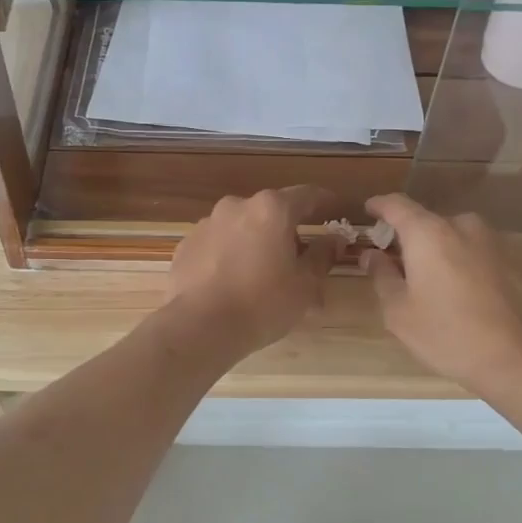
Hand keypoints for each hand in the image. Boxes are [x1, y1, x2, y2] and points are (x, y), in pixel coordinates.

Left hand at [163, 186, 338, 360]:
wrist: (199, 327)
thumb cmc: (262, 304)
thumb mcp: (305, 285)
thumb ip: (323, 256)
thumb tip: (334, 239)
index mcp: (272, 209)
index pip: (307, 195)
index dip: (325, 202)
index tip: (335, 210)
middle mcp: (237, 206)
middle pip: (271, 212)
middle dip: (287, 231)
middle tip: (298, 260)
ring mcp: (207, 223)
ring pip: (242, 227)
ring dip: (256, 243)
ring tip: (261, 276)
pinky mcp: (186, 244)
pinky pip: (218, 244)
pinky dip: (229, 255)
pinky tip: (232, 283)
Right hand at [363, 193, 521, 397]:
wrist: (520, 360)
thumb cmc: (448, 335)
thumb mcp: (399, 313)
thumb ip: (382, 276)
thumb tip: (372, 254)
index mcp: (428, 234)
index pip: (397, 205)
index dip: (381, 205)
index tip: (371, 210)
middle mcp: (465, 226)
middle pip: (432, 224)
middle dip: (418, 241)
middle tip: (410, 269)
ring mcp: (501, 239)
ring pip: (465, 238)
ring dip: (452, 252)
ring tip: (450, 285)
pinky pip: (493, 253)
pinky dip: (481, 265)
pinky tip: (482, 294)